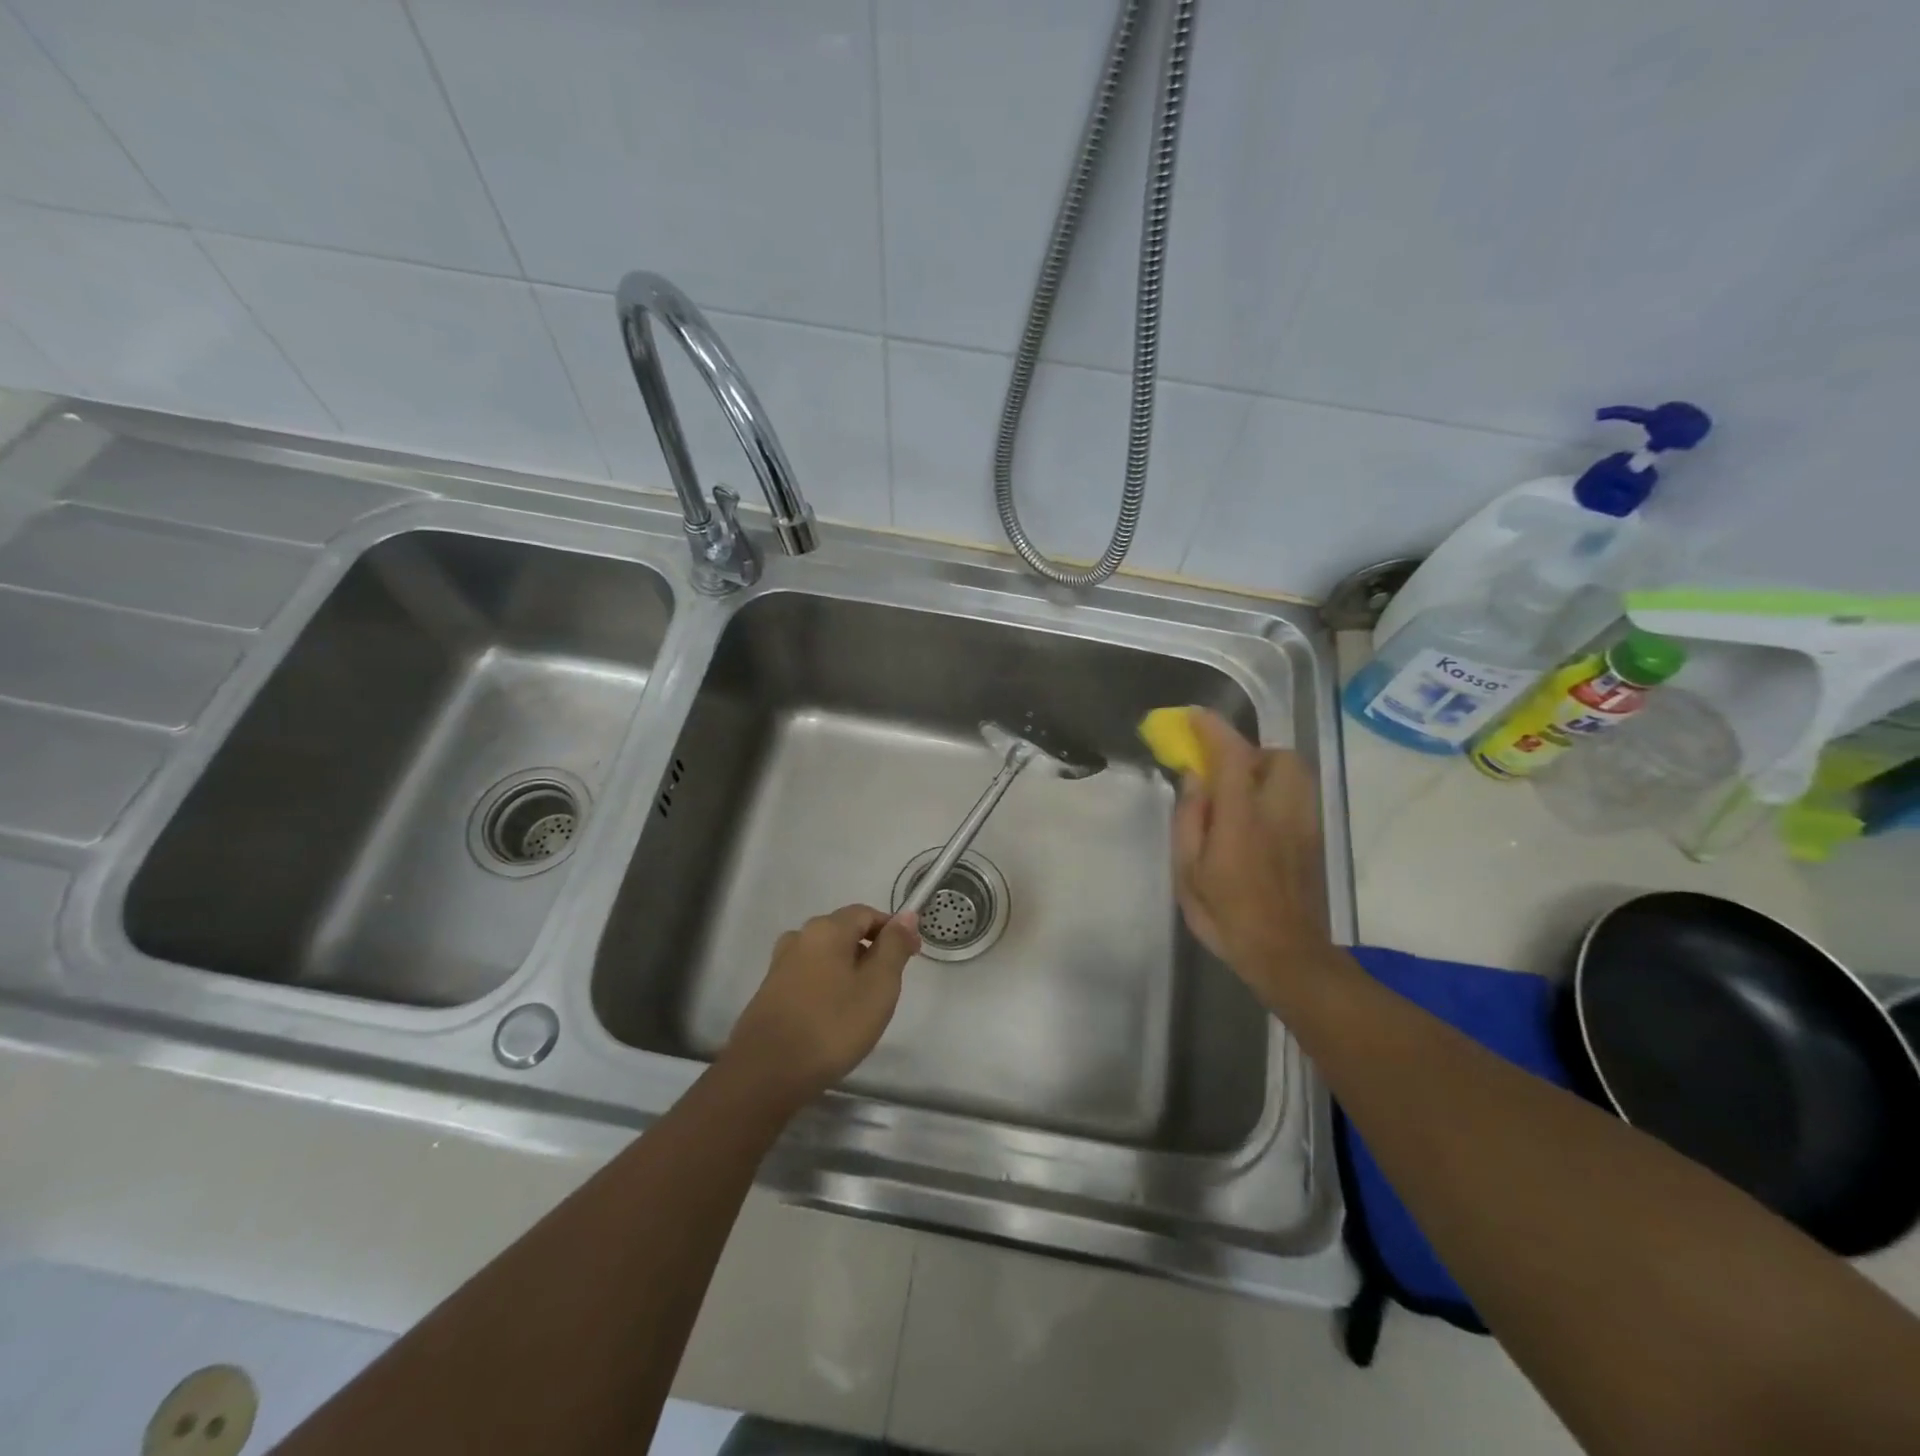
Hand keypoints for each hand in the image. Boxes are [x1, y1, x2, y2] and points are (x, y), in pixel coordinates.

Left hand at [724, 905, 920, 1103]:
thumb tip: (906, 915)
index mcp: (826, 929)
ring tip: (863, 1003)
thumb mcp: (878, 985)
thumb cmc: (832, 1025)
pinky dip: (828, 985)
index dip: (893, 930)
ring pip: (826, 955)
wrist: (767, 1073)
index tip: (912, 955)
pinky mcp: (770, 991)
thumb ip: (894, 946)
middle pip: (844, 932)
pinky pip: (809, 976)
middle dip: (871, 950)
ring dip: (848, 969)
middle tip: (890, 984)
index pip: (866, 913)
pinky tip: (834, 1015)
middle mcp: (800, 937)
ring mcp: (781, 965)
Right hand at [1171, 711, 1340, 1010]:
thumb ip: (1189, 819)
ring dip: (1267, 769)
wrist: (1288, 955)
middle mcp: (1280, 811)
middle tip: (1222, 773)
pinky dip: (1278, 790)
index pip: (1233, 755)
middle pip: (1278, 756)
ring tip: (1241, 794)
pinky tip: (1259, 818)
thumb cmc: (1227, 916)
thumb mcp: (1188, 873)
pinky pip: (1300, 795)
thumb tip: (1194, 777)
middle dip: (1249, 752)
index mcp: (1243, 818)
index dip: (1212, 729)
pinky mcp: (1316, 838)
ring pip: (1296, 773)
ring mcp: (1305, 823)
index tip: (1193, 717)